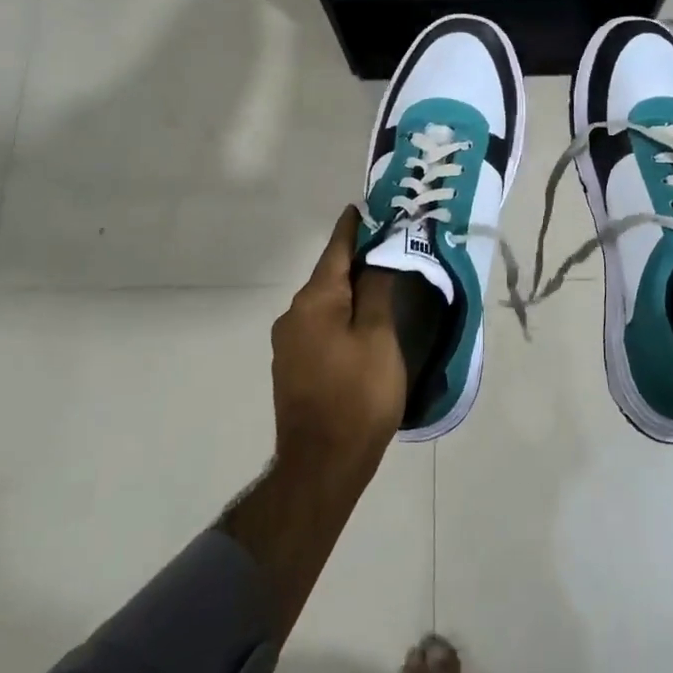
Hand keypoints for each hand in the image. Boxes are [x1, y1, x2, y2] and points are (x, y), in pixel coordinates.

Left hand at [269, 206, 406, 479]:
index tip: (361, 207)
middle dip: (353, 260)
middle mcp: (293, 315)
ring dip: (347, 290)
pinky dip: (339, 315)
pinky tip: (358, 324)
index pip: (336, 251)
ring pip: (323, 303)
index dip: (351, 228)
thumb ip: (376, 291)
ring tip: (377, 283)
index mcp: (315, 301)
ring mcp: (288, 343)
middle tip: (385, 246)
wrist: (321, 465)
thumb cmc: (358, 395)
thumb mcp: (378, 337)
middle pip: (328, 276)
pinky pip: (319, 326)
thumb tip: (375, 257)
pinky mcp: (292, 367)